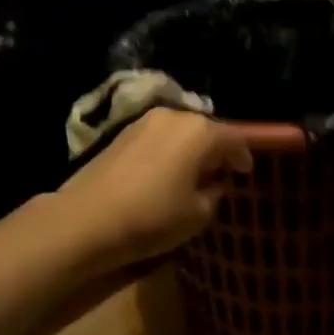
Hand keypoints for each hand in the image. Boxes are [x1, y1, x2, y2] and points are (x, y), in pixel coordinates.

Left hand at [55, 108, 252, 272]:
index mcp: (200, 131)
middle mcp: (174, 116)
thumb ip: (214, 193)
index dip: (243, 156)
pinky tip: (165, 171)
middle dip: (215, 149)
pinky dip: (168, 150)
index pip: (233, 138)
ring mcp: (145, 121)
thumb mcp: (197, 214)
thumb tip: (212, 183)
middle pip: (205, 129)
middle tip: (220, 172)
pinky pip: (158, 137)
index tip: (245, 172)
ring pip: (179, 131)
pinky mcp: (122, 132)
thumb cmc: (153, 216)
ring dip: (189, 148)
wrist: (88, 218)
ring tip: (192, 173)